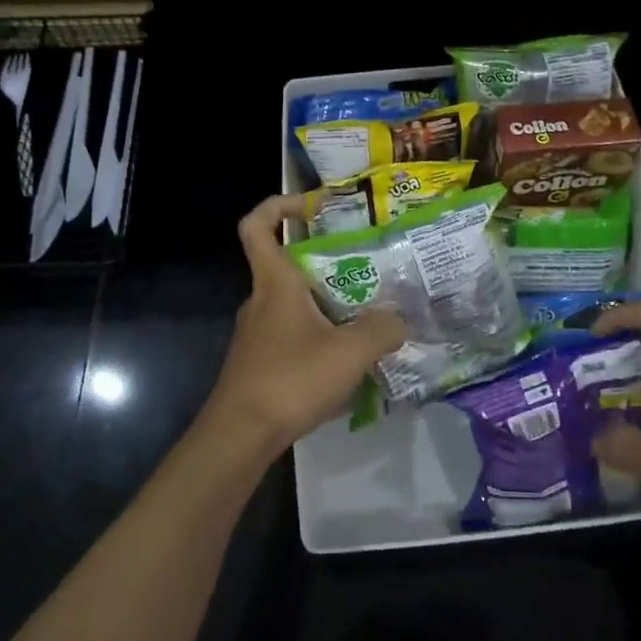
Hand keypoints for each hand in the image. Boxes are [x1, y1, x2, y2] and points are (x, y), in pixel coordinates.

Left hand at [202, 195, 406, 451]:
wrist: (240, 436)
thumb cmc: (291, 379)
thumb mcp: (350, 351)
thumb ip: (383, 329)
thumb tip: (399, 320)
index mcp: (275, 282)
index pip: (258, 226)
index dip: (280, 205)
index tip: (314, 205)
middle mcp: (262, 300)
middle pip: (288, 263)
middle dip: (328, 260)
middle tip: (369, 266)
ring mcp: (259, 333)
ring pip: (295, 302)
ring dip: (329, 302)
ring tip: (369, 314)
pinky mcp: (261, 361)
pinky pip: (294, 332)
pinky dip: (321, 334)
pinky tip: (348, 357)